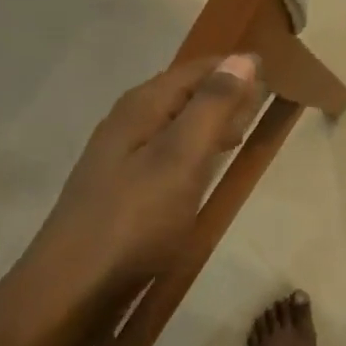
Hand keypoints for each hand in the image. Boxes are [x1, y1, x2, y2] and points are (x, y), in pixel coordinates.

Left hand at [24, 54, 260, 303]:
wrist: (73, 287)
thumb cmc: (134, 219)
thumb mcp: (181, 158)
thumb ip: (212, 107)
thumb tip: (243, 58)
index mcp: (142, 106)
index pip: (196, 69)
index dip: (233, 68)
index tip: (273, 73)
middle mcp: (129, 122)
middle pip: (185, 93)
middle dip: (224, 92)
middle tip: (264, 102)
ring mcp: (122, 156)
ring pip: (177, 124)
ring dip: (211, 122)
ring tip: (243, 131)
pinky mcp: (123, 187)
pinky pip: (168, 153)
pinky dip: (195, 150)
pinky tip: (206, 168)